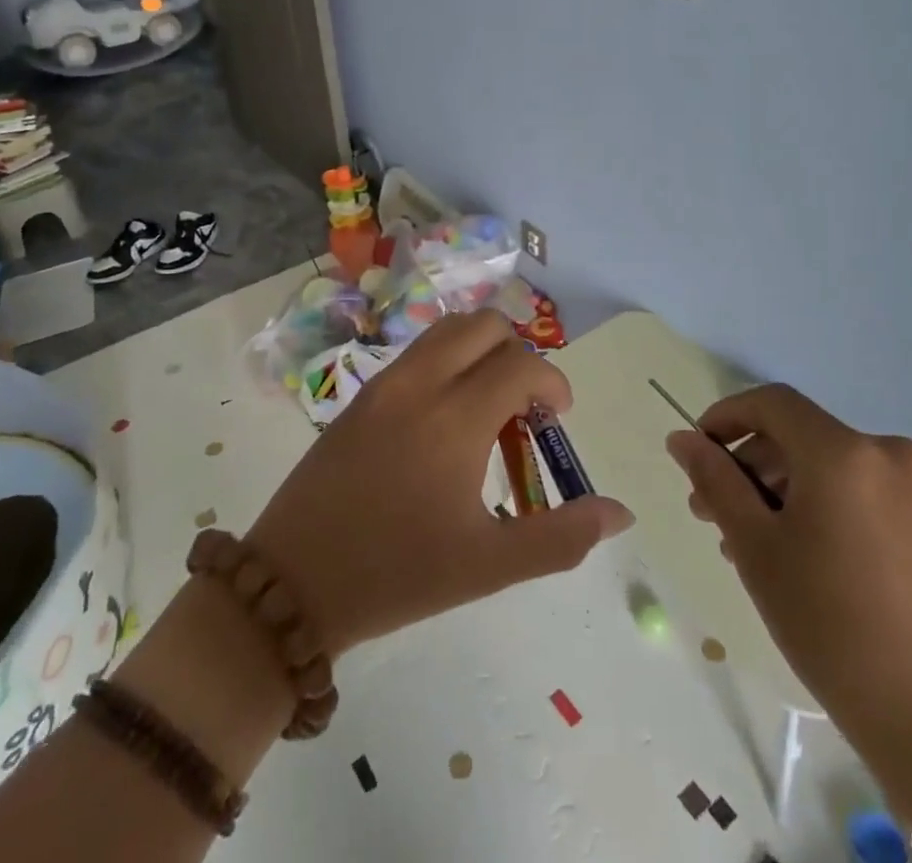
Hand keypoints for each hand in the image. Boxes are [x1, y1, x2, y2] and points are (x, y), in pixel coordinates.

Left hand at [247, 311, 633, 655]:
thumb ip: (560, 536)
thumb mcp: (487, 566)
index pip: (522, 364)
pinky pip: (418, 352)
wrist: (291, 584)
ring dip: (480, 351)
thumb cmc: (396, 575)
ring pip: (447, 330)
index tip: (557, 420)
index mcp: (455, 417)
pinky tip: (444, 417)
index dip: (553, 384)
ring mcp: (385, 383)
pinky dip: (447, 361)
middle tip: (523, 407)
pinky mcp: (361, 394)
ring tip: (486, 406)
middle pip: (485, 325)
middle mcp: (420, 382)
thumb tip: (620, 513)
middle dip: (518, 353)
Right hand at [666, 385, 911, 743]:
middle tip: (715, 514)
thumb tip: (682, 439)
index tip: (699, 452)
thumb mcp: (756, 547)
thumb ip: (716, 481)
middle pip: (801, 436)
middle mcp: (889, 452)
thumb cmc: (830, 624)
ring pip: (833, 465)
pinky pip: (866, 491)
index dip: (727, 416)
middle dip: (752, 466)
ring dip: (786, 489)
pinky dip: (828, 504)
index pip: (772, 403)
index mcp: (844, 452)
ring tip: (758, 543)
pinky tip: (808, 554)